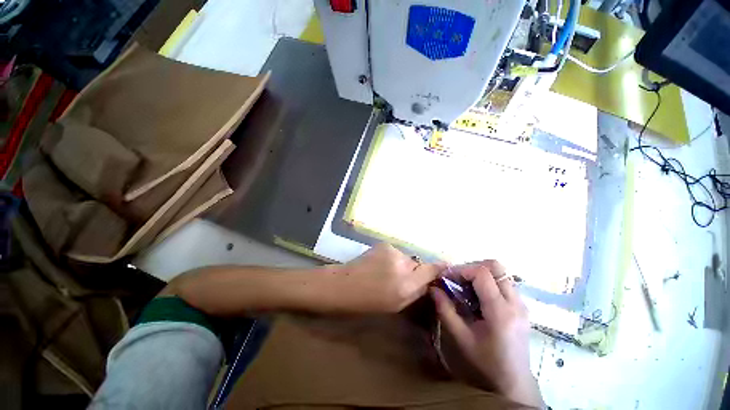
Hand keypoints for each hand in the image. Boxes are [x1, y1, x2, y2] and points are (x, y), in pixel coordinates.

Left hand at [327, 243, 444, 313]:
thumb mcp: (396, 305)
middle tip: (400, 279)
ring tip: (385, 272)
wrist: (343, 285)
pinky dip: (391, 259)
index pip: (431, 270)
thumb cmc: (367, 302)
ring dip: (401, 264)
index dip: (439, 268)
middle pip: (418, 264)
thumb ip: (415, 292)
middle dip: (414, 271)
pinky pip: (395, 253)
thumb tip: (428, 281)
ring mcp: (392, 251)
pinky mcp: (383, 244)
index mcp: (406, 285)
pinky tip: (378, 265)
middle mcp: (402, 264)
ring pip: (405, 258)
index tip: (444, 266)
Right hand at [430, 261, 542, 407]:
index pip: (483, 274)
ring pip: (501, 273)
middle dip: (473, 267)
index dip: (462, 270)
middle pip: (496, 267)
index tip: (447, 277)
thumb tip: (433, 288)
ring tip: (465, 286)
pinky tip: (477, 296)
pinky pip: (503, 283)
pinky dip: (487, 282)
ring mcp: (521, 304)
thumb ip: (445, 310)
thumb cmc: (486, 363)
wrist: (514, 383)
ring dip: (480, 273)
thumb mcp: (461, 338)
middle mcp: (515, 303)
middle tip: (458, 278)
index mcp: (500, 311)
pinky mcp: (521, 307)